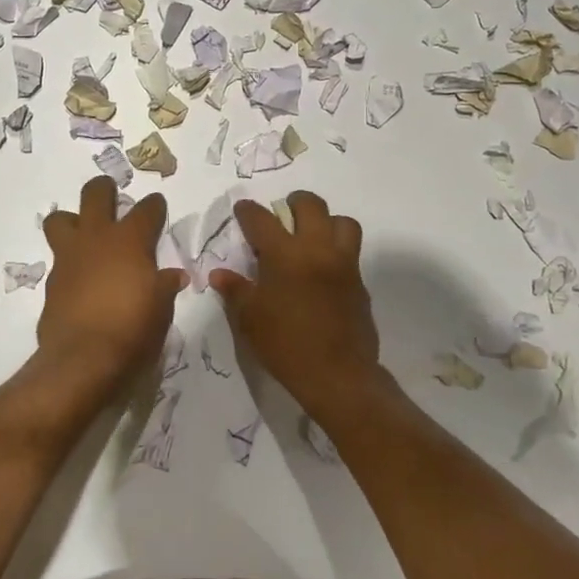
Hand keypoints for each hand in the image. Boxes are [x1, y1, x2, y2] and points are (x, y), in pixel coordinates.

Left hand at [38, 176, 187, 398]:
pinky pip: (59, 260)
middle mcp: (97, 239)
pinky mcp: (52, 282)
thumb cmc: (133, 328)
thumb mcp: (161, 308)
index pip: (147, 209)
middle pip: (95, 194)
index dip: (154, 206)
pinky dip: (70, 264)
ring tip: (84, 233)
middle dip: (104, 189)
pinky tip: (80, 280)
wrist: (83, 359)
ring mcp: (69, 257)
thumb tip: (174, 277)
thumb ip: (165, 286)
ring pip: (60, 219)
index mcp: (130, 240)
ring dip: (72, 220)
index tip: (157, 207)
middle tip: (110, 194)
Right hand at [210, 191, 380, 416]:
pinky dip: (336, 250)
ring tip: (312, 236)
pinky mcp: (360, 282)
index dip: (248, 211)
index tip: (243, 209)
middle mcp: (318, 249)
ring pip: (342, 222)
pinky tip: (322, 271)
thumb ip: (235, 290)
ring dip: (326, 221)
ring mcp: (344, 264)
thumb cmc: (286, 345)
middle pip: (311, 205)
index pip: (262, 219)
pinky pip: (351, 252)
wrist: (338, 375)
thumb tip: (219, 273)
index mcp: (286, 255)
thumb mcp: (250, 319)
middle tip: (283, 213)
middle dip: (294, 202)